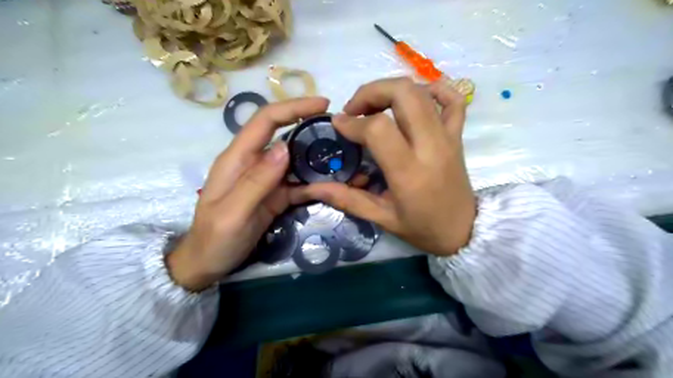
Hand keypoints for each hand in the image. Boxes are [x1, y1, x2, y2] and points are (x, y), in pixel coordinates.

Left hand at [170, 95, 329, 288]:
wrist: (209, 263)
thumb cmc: (214, 239)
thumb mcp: (232, 213)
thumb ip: (256, 181)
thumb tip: (284, 147)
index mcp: (238, 158)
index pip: (266, 120)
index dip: (293, 107)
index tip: (322, 104)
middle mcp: (254, 162)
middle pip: (285, 135)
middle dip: (311, 128)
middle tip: (342, 132)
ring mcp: (267, 180)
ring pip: (296, 160)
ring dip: (319, 157)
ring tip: (345, 157)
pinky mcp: (276, 195)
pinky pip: (299, 183)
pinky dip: (316, 183)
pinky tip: (334, 185)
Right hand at [294, 76, 471, 255]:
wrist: (464, 232)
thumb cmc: (422, 228)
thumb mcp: (381, 218)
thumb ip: (347, 199)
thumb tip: (313, 188)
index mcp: (409, 172)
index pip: (379, 128)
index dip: (352, 122)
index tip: (338, 124)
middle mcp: (431, 147)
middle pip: (403, 93)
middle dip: (371, 92)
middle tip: (355, 109)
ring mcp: (448, 137)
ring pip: (422, 91)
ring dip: (392, 89)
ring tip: (376, 106)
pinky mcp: (458, 136)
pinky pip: (453, 100)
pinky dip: (434, 89)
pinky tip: (416, 99)